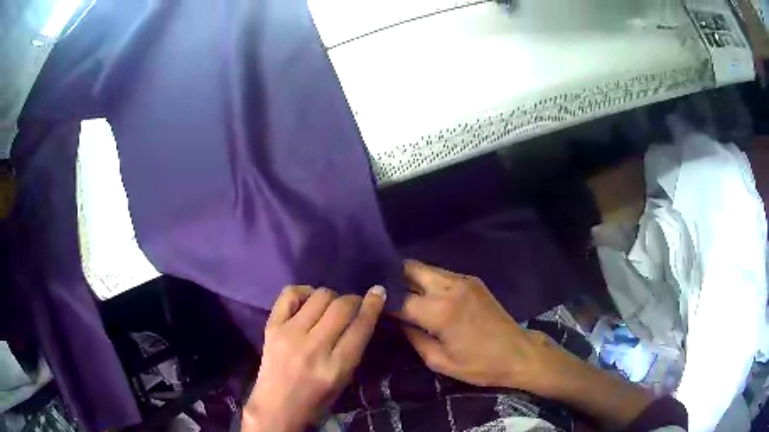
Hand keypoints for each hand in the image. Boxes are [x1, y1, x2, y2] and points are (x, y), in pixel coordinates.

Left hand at [242, 285, 386, 431]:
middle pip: (341, 307)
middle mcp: (313, 347)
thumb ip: (353, 348)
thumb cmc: (316, 399)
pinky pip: (290, 294)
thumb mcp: (344, 380)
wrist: (276, 406)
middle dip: (354, 300)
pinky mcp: (272, 327)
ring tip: (330, 307)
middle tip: (354, 305)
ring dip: (332, 297)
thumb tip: (364, 315)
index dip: (373, 305)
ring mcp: (289, 334)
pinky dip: (304, 292)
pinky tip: (308, 301)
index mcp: (336, 367)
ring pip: (320, 296)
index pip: (360, 327)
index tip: (379, 293)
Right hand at [397, 260, 572, 393]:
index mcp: (440, 311)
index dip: (383, 302)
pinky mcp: (472, 280)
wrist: (518, 353)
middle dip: (392, 278)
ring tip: (398, 291)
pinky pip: (441, 273)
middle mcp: (450, 287)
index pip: (399, 299)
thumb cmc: (479, 365)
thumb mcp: (440, 361)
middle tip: (380, 292)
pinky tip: (423, 293)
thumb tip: (397, 321)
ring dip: (409, 277)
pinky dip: (427, 280)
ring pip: (425, 268)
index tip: (370, 304)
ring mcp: (463, 280)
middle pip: (410, 269)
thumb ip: (413, 337)